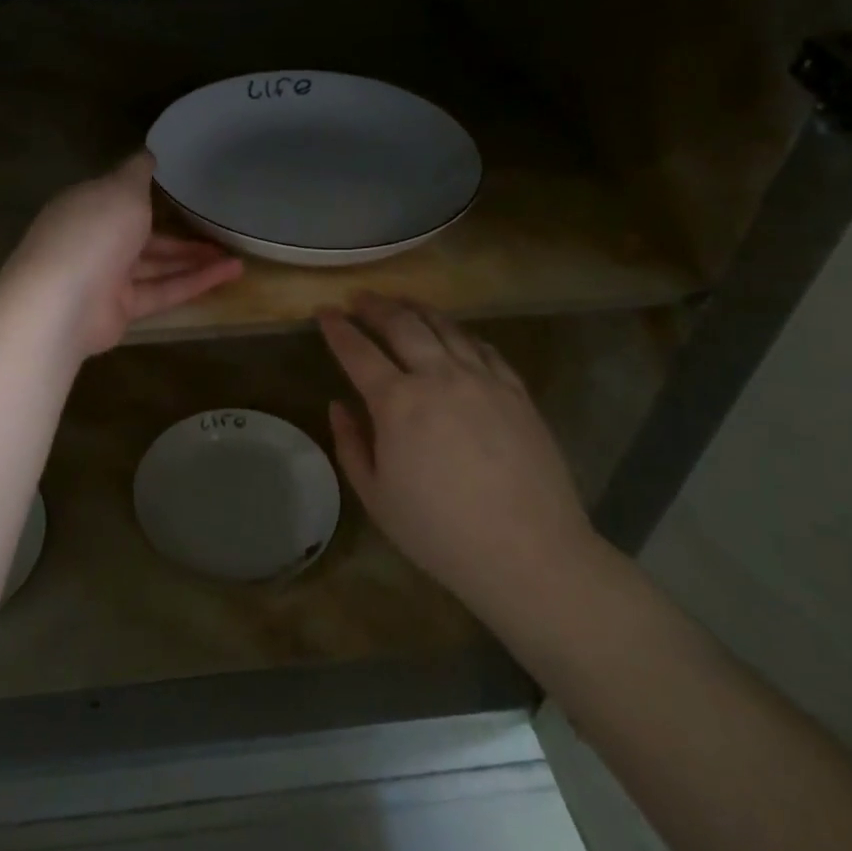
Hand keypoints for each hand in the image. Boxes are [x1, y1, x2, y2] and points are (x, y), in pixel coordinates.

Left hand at [6, 152, 243, 356]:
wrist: (63, 302)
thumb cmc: (93, 232)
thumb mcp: (121, 188)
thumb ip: (139, 172)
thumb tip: (150, 152)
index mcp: (88, 206)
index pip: (122, 196)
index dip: (154, 192)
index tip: (187, 187)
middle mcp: (96, 239)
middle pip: (145, 234)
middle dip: (182, 232)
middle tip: (220, 228)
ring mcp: (107, 276)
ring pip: (158, 265)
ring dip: (196, 259)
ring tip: (236, 256)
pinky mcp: (123, 308)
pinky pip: (164, 290)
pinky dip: (195, 282)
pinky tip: (229, 273)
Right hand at [317, 294, 598, 619]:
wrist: (527, 552)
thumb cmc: (439, 532)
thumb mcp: (376, 497)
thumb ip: (351, 444)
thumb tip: (338, 405)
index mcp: (397, 403)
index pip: (358, 351)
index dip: (337, 328)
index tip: (323, 311)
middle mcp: (439, 377)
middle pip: (402, 325)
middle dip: (376, 306)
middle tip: (360, 298)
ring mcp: (482, 380)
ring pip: (446, 328)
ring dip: (418, 309)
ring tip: (403, 302)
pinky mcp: (516, 391)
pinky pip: (484, 348)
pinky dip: (461, 333)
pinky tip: (455, 333)